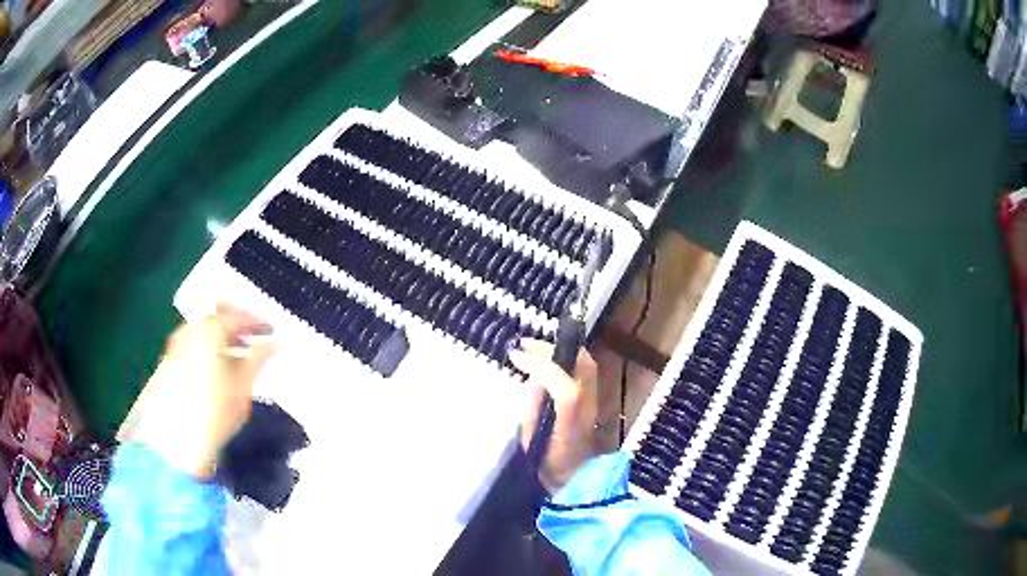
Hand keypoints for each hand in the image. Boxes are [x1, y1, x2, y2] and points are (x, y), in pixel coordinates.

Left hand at [122, 304, 275, 478]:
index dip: (258, 322)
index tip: (272, 331)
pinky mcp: (170, 359)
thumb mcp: (243, 386)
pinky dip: (208, 344)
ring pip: (203, 327)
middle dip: (237, 321)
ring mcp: (177, 343)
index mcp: (210, 330)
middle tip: (253, 336)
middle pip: (216, 313)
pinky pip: (193, 340)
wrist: (176, 440)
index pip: (238, 316)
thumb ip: (259, 358)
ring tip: (237, 354)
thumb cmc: (215, 413)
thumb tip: (276, 342)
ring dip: (222, 334)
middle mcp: (190, 329)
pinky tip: (217, 365)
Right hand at [509, 338, 598, 492]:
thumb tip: (532, 378)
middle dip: (552, 349)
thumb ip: (532, 408)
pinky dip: (567, 359)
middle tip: (525, 344)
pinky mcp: (595, 401)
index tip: (515, 355)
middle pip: (582, 366)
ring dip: (561, 350)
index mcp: (572, 424)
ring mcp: (595, 402)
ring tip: (534, 348)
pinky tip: (550, 359)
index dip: (542, 367)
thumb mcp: (533, 441)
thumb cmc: (551, 463)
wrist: (578, 479)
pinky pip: (584, 370)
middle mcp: (589, 408)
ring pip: (586, 364)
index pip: (565, 388)